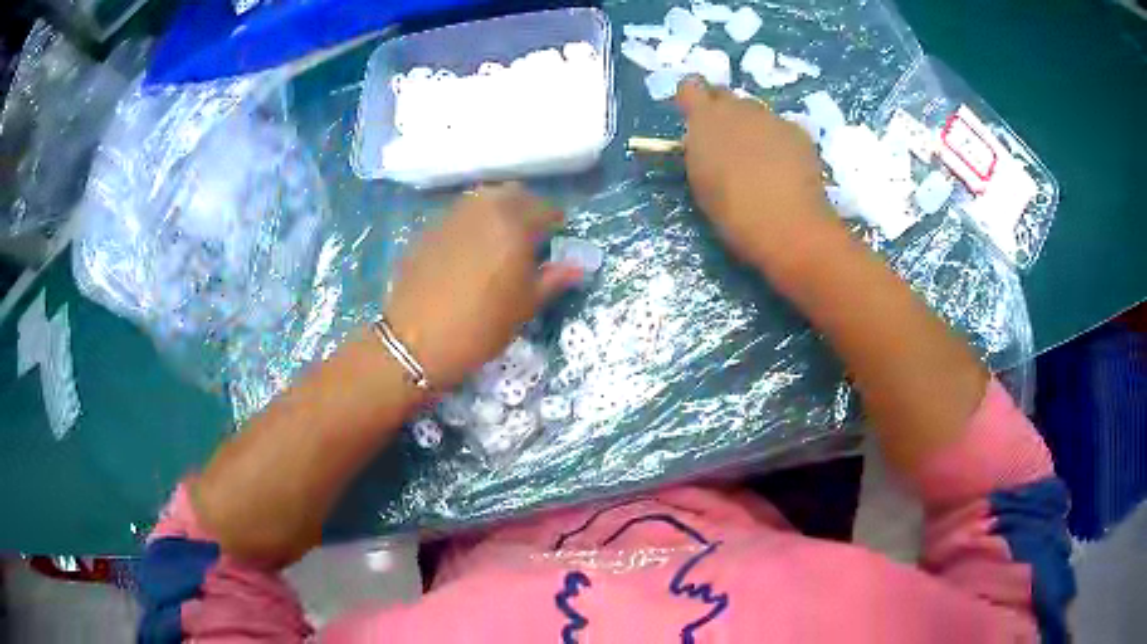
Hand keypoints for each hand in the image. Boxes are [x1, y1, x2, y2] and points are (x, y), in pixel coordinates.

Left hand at [384, 184, 581, 387]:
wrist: (416, 341)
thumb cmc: (481, 327)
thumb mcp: (524, 307)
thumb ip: (552, 279)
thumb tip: (577, 267)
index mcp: (514, 224)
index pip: (545, 208)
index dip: (555, 221)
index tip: (557, 235)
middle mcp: (483, 210)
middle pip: (513, 194)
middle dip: (527, 208)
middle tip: (531, 234)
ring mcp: (451, 216)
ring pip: (483, 199)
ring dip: (498, 210)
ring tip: (500, 239)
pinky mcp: (428, 229)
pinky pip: (458, 214)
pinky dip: (471, 223)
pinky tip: (469, 249)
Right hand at [674, 77, 835, 266]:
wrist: (786, 223)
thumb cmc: (732, 211)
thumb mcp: (701, 179)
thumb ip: (701, 150)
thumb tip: (708, 142)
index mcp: (705, 119)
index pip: (690, 87)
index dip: (692, 99)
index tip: (694, 118)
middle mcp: (739, 108)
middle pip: (726, 97)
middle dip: (725, 114)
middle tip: (729, 144)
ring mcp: (772, 117)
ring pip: (757, 113)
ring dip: (754, 129)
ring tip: (762, 162)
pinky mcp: (800, 132)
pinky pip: (783, 130)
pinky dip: (781, 143)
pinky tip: (786, 170)